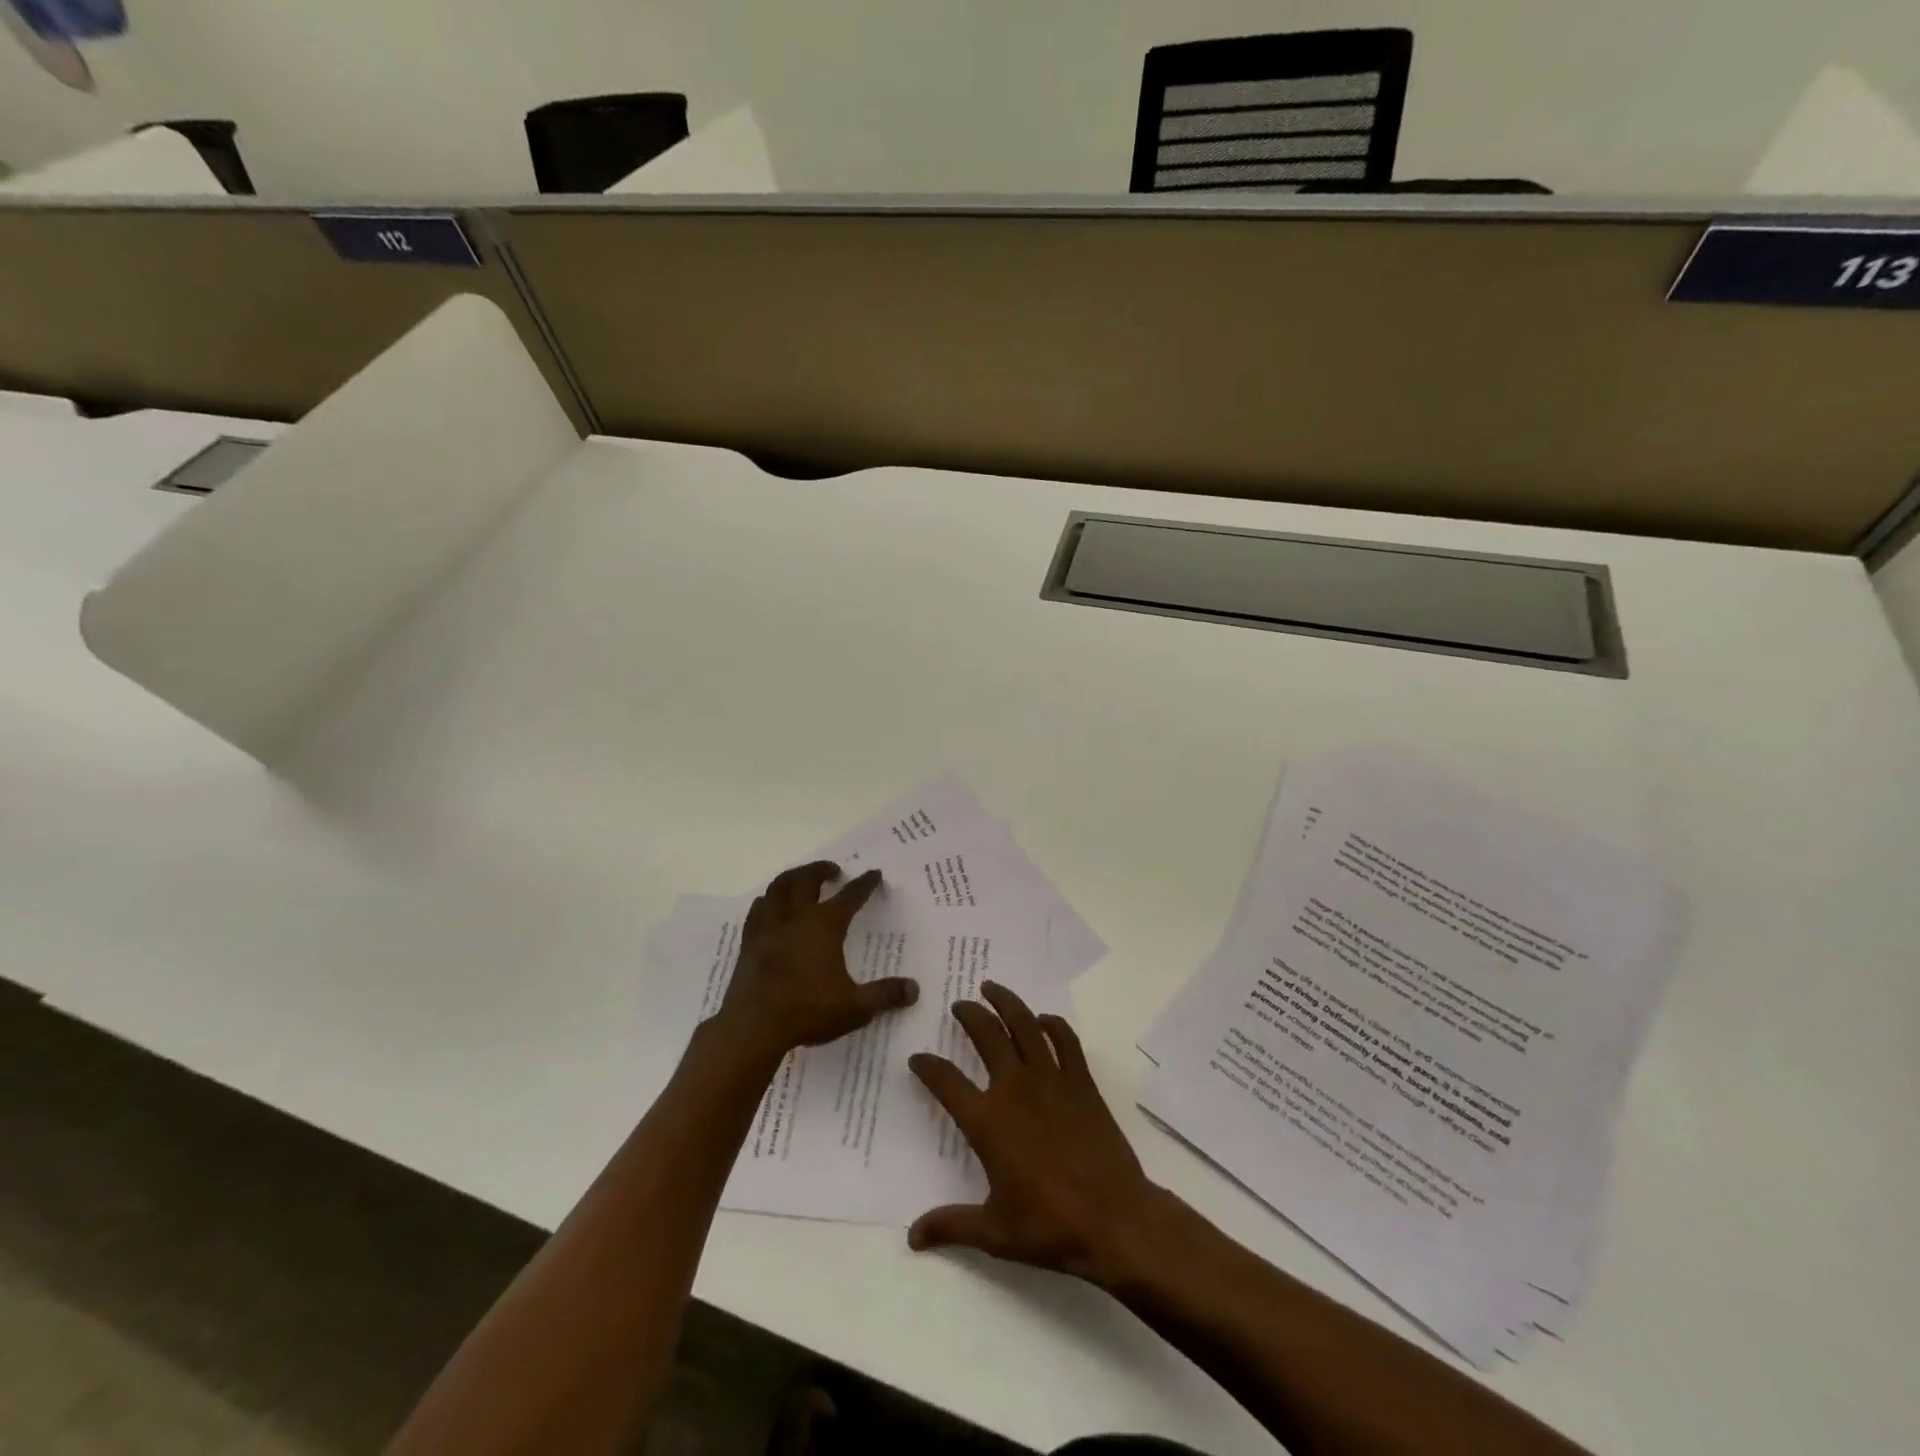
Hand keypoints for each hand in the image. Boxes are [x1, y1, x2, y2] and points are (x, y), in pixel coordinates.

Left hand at [716, 860, 915, 1061]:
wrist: (753, 1026)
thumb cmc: (807, 1011)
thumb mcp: (855, 1007)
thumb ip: (885, 995)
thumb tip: (914, 990)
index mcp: (825, 925)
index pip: (850, 896)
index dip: (864, 884)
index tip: (874, 874)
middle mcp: (797, 917)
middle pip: (808, 880)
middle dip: (822, 870)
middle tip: (833, 870)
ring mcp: (769, 927)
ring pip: (779, 887)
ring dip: (793, 877)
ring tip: (801, 878)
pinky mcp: (750, 942)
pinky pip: (758, 910)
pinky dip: (767, 901)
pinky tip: (770, 905)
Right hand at [907, 982, 1165, 1287]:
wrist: (1114, 1220)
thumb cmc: (1050, 1226)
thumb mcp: (994, 1233)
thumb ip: (951, 1226)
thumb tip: (912, 1237)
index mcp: (988, 1122)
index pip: (947, 1082)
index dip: (928, 1067)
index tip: (918, 1058)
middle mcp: (1015, 1089)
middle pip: (986, 1036)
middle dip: (969, 1015)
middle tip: (959, 1004)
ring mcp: (1051, 1080)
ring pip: (1024, 1025)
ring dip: (1006, 1002)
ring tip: (992, 987)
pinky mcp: (1081, 1082)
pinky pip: (1065, 1041)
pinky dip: (1053, 1024)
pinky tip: (1043, 1020)